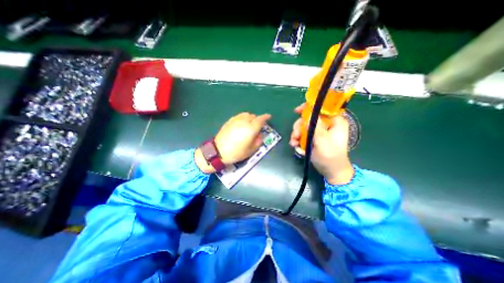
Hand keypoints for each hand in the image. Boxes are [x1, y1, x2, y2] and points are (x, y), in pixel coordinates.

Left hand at [194, 111, 271, 172]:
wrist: (218, 151)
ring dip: (250, 118)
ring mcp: (236, 120)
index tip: (269, 117)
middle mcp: (244, 122)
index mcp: (251, 129)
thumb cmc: (236, 153)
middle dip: (257, 119)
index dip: (266, 117)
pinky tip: (241, 124)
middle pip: (253, 116)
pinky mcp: (229, 121)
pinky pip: (239, 116)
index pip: (260, 120)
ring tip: (249, 124)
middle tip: (258, 126)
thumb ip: (258, 141)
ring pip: (246, 114)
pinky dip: (243, 118)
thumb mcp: (250, 150)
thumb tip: (260, 135)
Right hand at [288, 103, 352, 184]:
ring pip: (304, 127)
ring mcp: (320, 132)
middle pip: (309, 118)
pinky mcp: (314, 138)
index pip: (322, 108)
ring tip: (293, 143)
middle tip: (294, 135)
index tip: (297, 111)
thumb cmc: (330, 157)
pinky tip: (296, 147)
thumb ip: (316, 127)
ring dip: (296, 134)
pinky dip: (298, 140)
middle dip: (299, 126)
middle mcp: (327, 124)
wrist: (331, 171)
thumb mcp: (323, 141)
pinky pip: (303, 135)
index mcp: (334, 121)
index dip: (309, 107)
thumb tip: (307, 116)